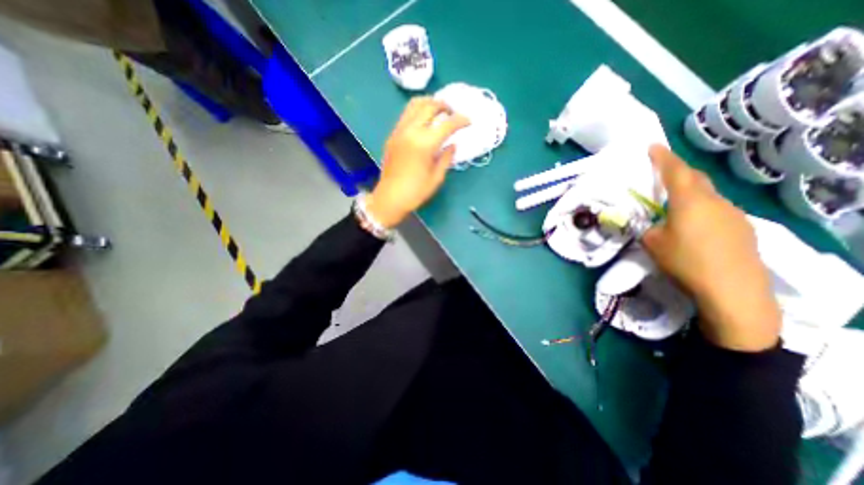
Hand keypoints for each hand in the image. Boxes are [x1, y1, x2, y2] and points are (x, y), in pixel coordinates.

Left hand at [366, 96, 470, 229]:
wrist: (390, 198)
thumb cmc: (416, 191)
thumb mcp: (437, 177)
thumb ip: (446, 158)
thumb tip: (452, 145)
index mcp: (425, 143)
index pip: (447, 124)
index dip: (461, 120)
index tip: (469, 121)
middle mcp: (411, 131)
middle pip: (430, 106)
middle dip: (445, 106)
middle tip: (453, 114)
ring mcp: (399, 131)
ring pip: (415, 105)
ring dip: (429, 103)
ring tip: (438, 111)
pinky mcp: (392, 135)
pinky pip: (406, 114)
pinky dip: (418, 111)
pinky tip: (424, 121)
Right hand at [641, 144, 784, 351]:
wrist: (732, 289)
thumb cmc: (685, 261)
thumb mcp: (653, 243)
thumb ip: (650, 227)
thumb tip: (655, 225)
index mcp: (690, 201)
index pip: (675, 172)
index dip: (663, 157)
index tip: (652, 146)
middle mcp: (715, 201)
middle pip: (696, 178)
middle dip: (678, 171)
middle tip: (662, 171)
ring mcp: (733, 214)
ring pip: (707, 194)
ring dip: (690, 192)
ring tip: (674, 203)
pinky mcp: (742, 228)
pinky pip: (717, 209)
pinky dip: (701, 208)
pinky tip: (693, 225)